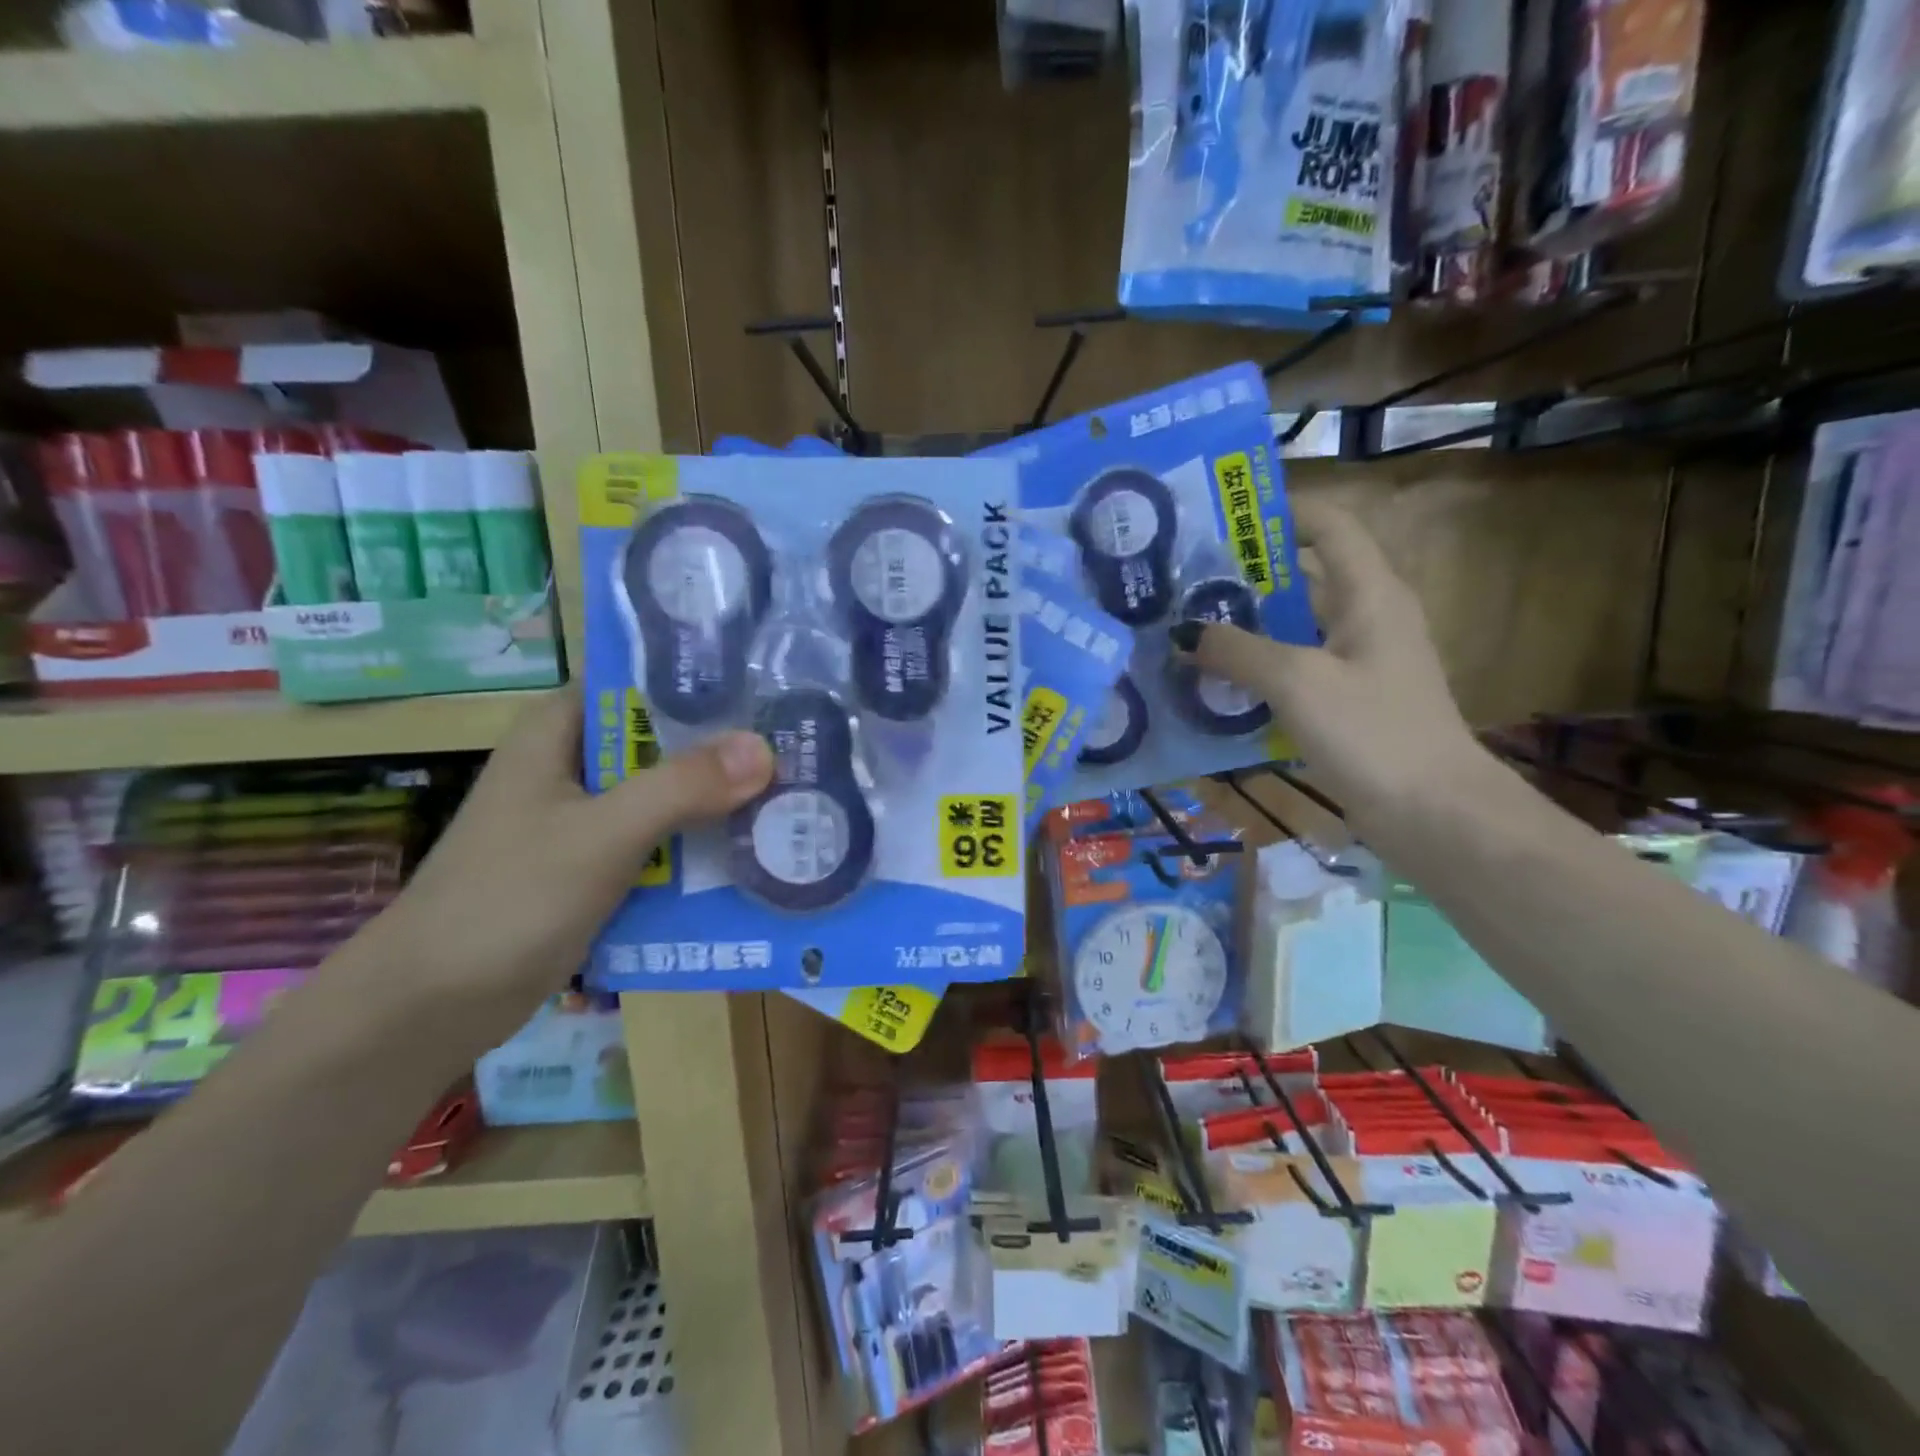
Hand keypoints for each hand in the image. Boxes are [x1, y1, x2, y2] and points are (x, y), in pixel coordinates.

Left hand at [362, 689, 772, 1042]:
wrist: (429, 1008)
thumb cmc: (506, 901)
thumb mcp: (602, 835)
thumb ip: (682, 788)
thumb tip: (763, 748)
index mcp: (557, 733)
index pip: (636, 681)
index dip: (699, 681)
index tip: (766, 688)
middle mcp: (572, 767)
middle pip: (659, 742)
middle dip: (722, 750)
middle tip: (798, 749)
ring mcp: (582, 821)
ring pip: (663, 796)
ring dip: (715, 803)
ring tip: (791, 799)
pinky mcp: (591, 868)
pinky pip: (656, 844)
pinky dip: (694, 848)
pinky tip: (748, 854)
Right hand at [1172, 500, 1485, 830]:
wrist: (1433, 813)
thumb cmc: (1372, 732)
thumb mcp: (1297, 682)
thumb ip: (1237, 651)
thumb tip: (1184, 633)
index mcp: (1370, 594)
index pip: (1330, 526)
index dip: (1282, 513)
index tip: (1223, 521)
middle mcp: (1368, 618)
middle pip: (1305, 577)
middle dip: (1248, 575)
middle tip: (1188, 581)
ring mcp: (1360, 663)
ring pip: (1296, 628)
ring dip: (1248, 627)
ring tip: (1190, 629)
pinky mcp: (1349, 702)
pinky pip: (1295, 670)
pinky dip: (1259, 670)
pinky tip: (1217, 684)